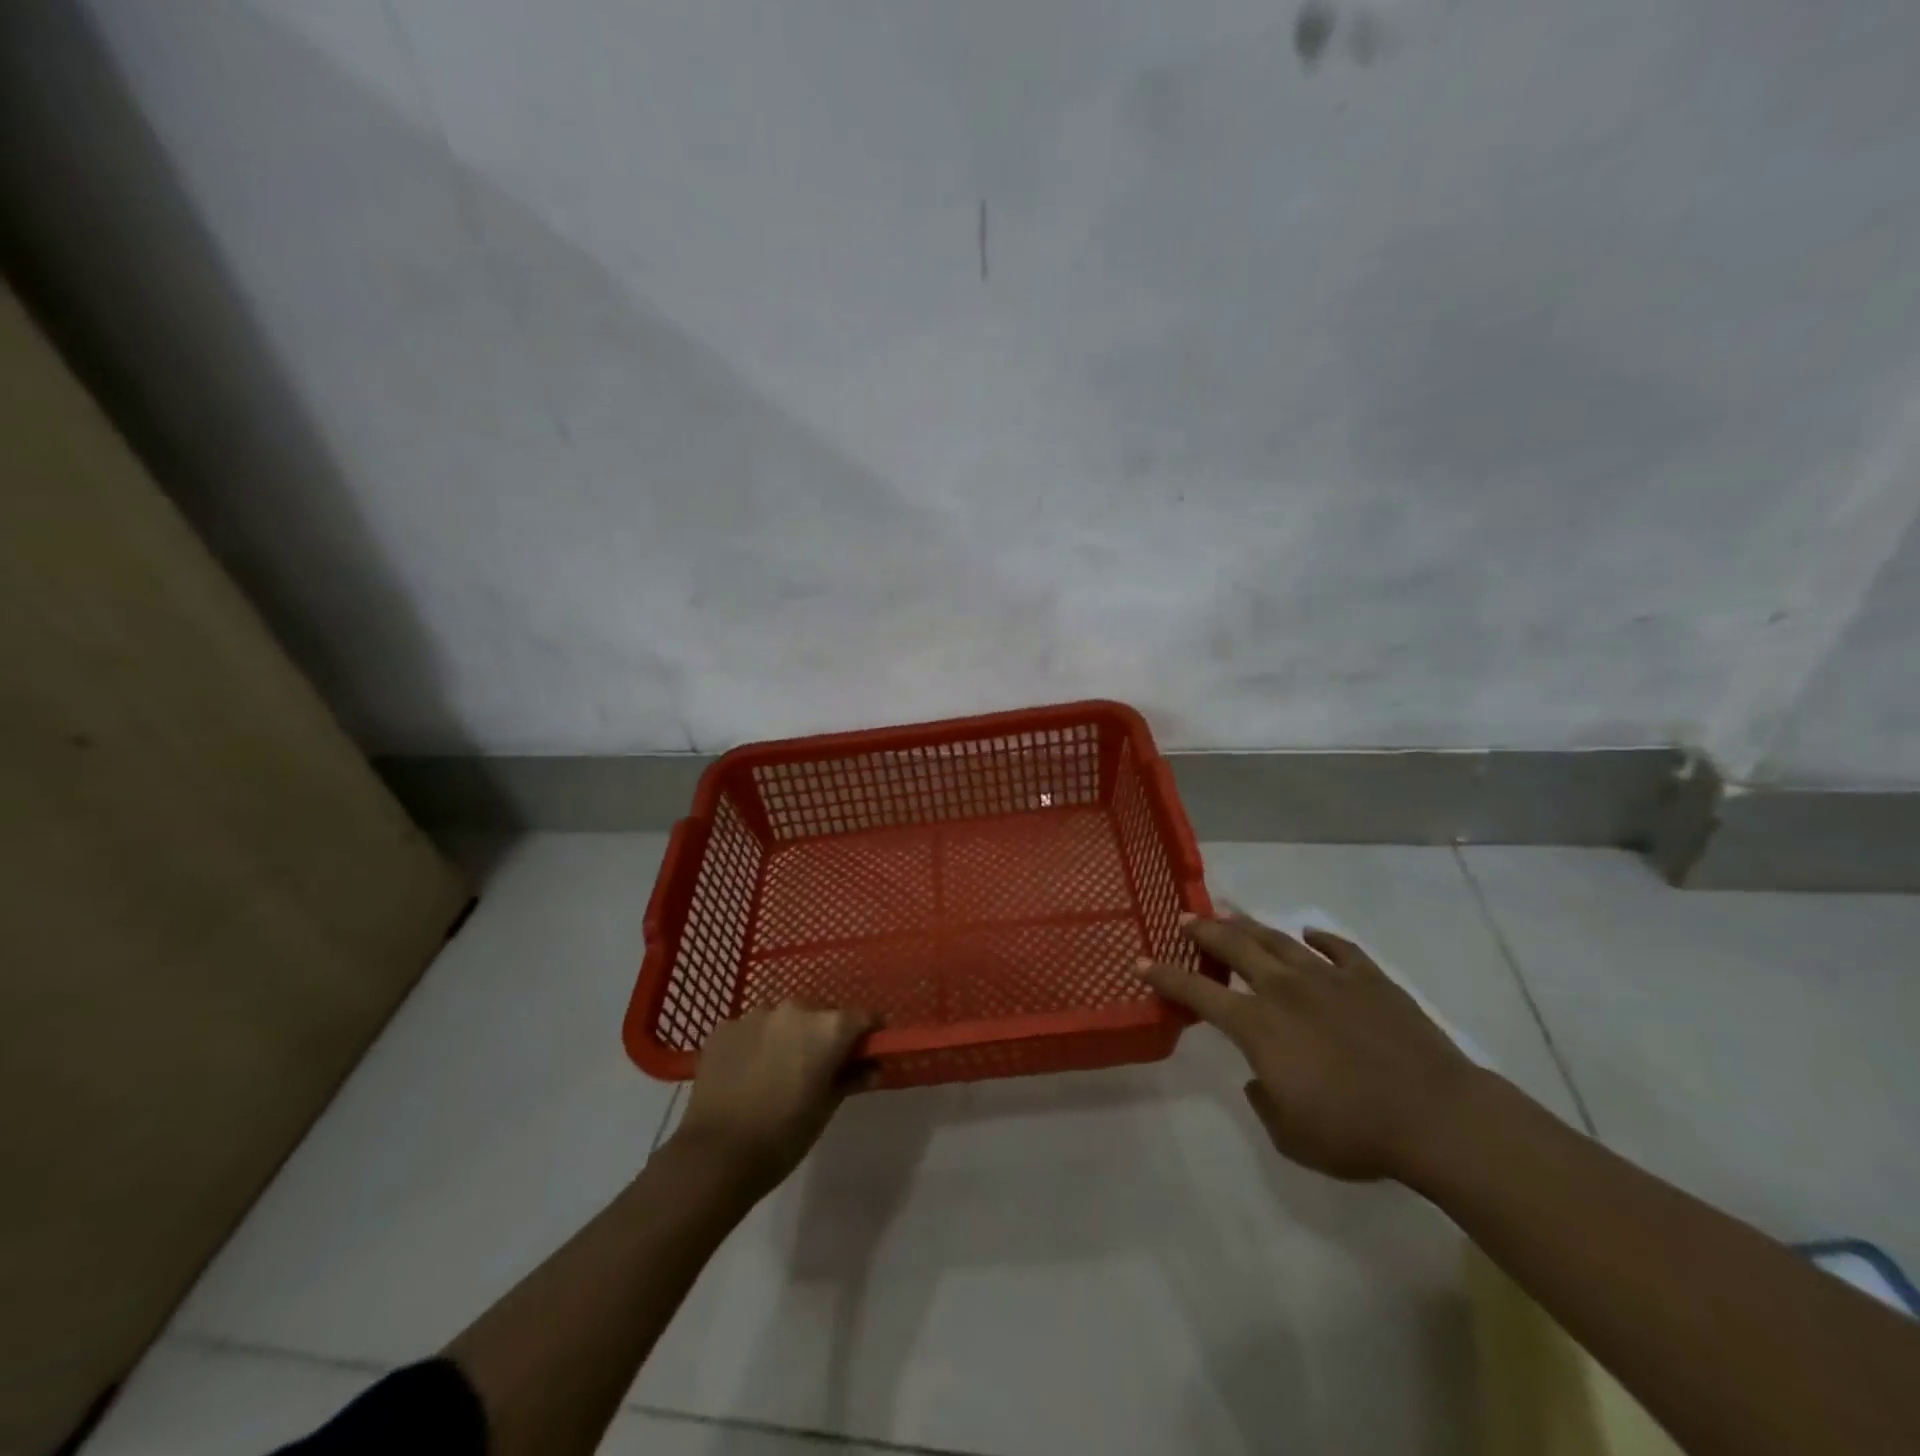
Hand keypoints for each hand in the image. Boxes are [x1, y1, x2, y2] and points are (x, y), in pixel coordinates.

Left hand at [670, 1002, 877, 1194]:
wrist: (716, 1156)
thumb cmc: (783, 1136)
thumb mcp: (826, 1109)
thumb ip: (852, 1078)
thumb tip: (873, 1066)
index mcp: (828, 1027)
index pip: (863, 1018)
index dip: (867, 1035)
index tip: (864, 1054)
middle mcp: (794, 1009)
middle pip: (820, 1015)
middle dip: (822, 1037)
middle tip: (814, 1070)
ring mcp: (755, 1015)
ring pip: (782, 1020)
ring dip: (786, 1038)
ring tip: (774, 1073)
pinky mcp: (724, 1027)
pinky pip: (750, 1030)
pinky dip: (754, 1045)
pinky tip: (746, 1075)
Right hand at [1138, 914, 1480, 1181]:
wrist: (1435, 1116)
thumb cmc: (1354, 1132)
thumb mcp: (1291, 1135)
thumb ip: (1263, 1100)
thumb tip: (1258, 1076)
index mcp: (1257, 1025)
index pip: (1197, 992)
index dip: (1165, 977)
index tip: (1142, 962)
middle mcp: (1284, 989)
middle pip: (1234, 947)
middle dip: (1204, 931)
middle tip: (1186, 918)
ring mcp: (1328, 978)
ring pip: (1278, 940)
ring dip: (1249, 925)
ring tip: (1231, 915)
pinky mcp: (1369, 978)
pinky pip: (1338, 949)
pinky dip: (1319, 939)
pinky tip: (1309, 934)